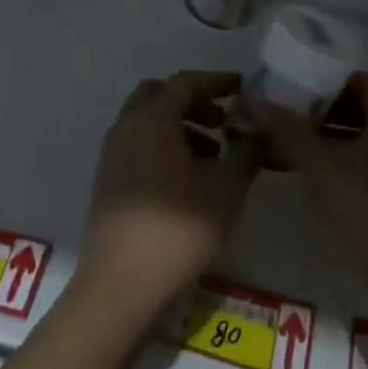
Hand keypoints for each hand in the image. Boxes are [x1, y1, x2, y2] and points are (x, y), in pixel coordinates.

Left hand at [78, 72, 258, 319]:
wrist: (120, 287)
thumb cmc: (178, 230)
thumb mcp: (227, 190)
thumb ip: (247, 152)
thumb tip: (260, 131)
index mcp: (153, 119)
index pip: (185, 82)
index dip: (215, 81)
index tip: (241, 87)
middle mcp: (127, 127)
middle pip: (159, 95)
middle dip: (192, 101)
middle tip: (222, 121)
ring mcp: (112, 155)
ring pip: (146, 122)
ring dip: (178, 126)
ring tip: (213, 156)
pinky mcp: (107, 183)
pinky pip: (137, 146)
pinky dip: (163, 146)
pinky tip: (187, 180)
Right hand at [252, 73, 367, 290]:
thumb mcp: (320, 165)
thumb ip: (287, 130)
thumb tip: (255, 100)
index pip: (361, 80)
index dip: (328, 83)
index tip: (297, 95)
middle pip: (363, 108)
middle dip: (325, 113)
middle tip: (291, 123)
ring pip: (366, 139)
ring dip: (333, 140)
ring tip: (296, 152)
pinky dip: (347, 164)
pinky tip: (319, 181)